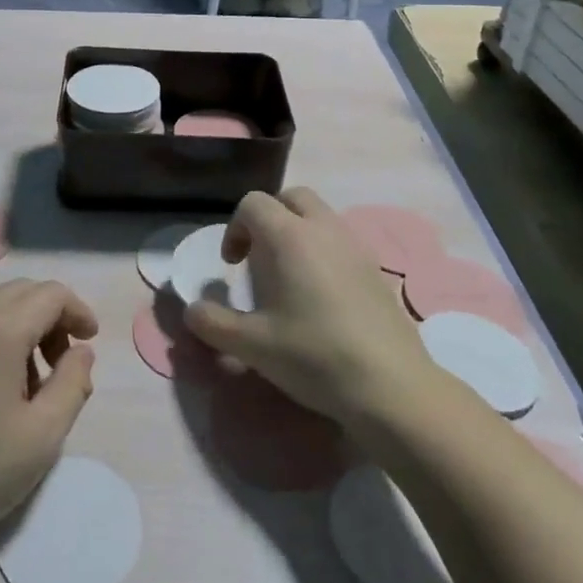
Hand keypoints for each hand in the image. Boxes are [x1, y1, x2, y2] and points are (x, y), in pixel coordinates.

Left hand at [0, 280, 96, 549]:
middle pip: (23, 292)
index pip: (51, 294)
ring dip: (26, 326)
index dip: (78, 311)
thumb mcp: (44, 433)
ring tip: (34, 382)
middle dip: (53, 316)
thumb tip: (80, 351)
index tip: (90, 343)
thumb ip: (73, 382)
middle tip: (64, 361)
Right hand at [184, 189, 433, 430]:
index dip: (235, 228)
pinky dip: (323, 251)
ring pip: (320, 215)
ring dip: (298, 232)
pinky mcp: (376, 268)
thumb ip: (213, 323)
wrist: (391, 385)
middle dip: (268, 218)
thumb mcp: (252, 346)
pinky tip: (322, 296)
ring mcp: (355, 246)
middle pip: (290, 197)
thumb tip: (191, 310)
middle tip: (259, 258)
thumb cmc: (314, 356)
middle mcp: (323, 229)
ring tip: (289, 278)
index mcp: (289, 237)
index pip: (253, 203)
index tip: (233, 266)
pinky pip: (341, 240)